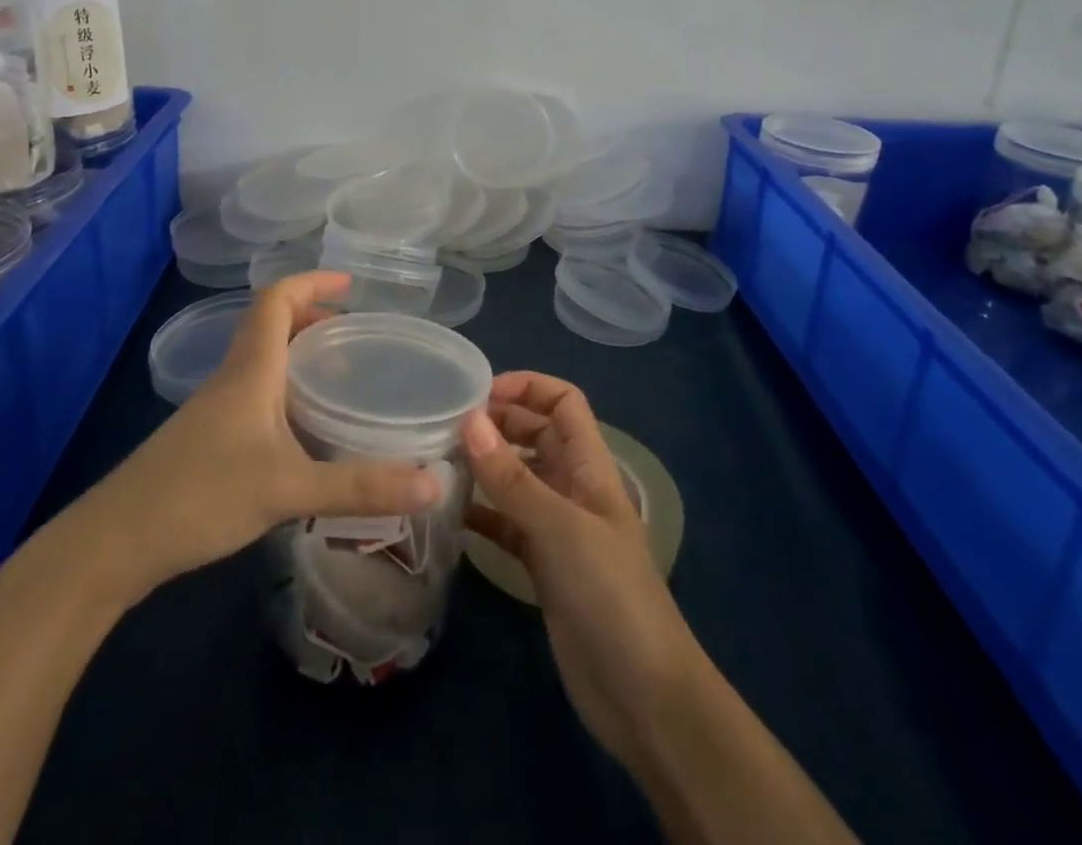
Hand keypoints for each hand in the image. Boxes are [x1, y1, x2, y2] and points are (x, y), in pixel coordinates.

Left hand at [55, 272, 441, 607]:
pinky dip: (287, 391)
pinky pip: (256, 393)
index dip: (312, 282)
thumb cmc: (200, 496)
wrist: (112, 544)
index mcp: (250, 368)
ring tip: (341, 379)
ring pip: (263, 361)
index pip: (276, 299)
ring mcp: (216, 409)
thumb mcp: (288, 488)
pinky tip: (306, 431)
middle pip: (272, 325)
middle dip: (314, 320)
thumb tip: (435, 482)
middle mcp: (233, 377)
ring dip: (301, 357)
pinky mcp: (208, 439)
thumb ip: (360, 487)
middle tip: (356, 338)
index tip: (351, 285)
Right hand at [463, 373, 701, 771]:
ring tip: (438, 463)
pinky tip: (449, 515)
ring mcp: (558, 527)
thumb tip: (468, 421)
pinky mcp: (542, 565)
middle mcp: (574, 487)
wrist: (643, 694)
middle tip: (447, 427)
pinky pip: (507, 524)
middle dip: (498, 423)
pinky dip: (482, 515)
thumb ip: (512, 479)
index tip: (479, 394)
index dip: (527, 387)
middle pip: (536, 434)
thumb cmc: (610, 593)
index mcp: (590, 465)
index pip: (563, 403)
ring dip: (485, 467)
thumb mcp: (560, 528)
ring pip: (517, 478)